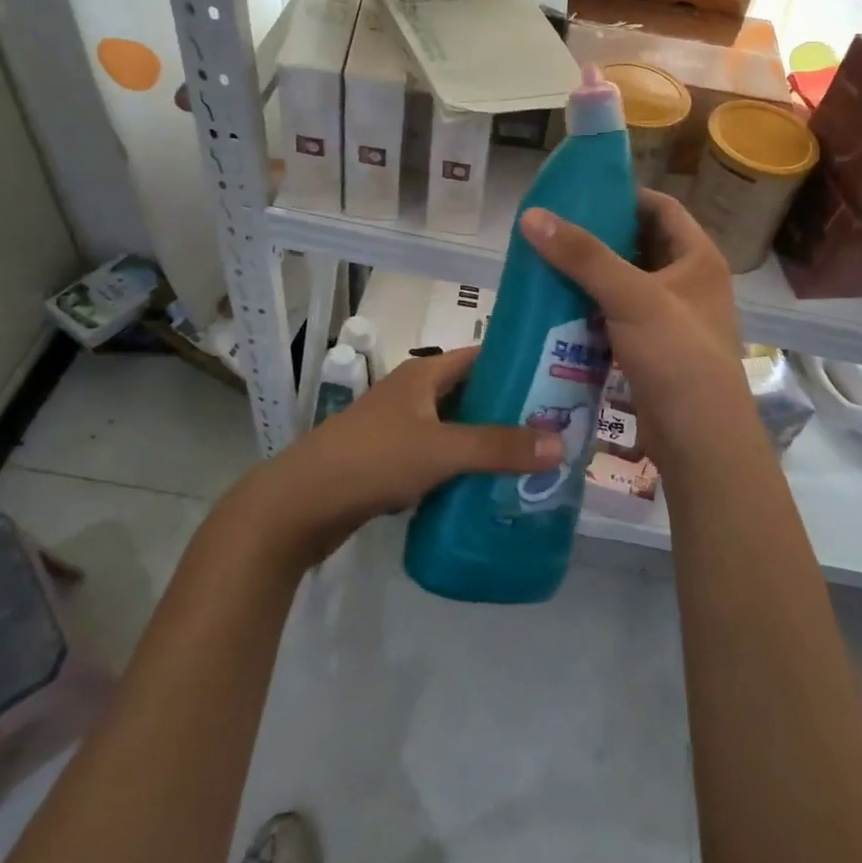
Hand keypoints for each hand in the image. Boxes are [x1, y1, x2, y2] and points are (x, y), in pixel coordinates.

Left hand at [245, 346, 564, 566]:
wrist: (299, 505)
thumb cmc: (372, 460)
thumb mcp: (441, 449)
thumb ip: (499, 447)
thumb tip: (562, 444)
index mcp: (424, 374)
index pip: (481, 357)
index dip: (519, 364)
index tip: (560, 379)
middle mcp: (414, 394)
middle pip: (473, 395)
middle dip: (511, 411)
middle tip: (557, 429)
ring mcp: (401, 429)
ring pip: (457, 430)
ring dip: (489, 444)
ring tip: (535, 461)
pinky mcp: (392, 462)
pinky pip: (440, 459)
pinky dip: (464, 469)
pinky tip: (492, 488)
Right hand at [520, 189, 749, 465]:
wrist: (699, 438)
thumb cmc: (676, 356)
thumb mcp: (631, 297)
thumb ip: (583, 255)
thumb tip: (532, 215)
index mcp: (698, 258)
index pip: (661, 208)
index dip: (624, 197)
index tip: (579, 196)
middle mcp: (689, 283)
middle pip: (640, 245)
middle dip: (599, 238)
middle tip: (552, 231)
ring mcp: (672, 318)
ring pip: (626, 283)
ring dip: (592, 276)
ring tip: (547, 264)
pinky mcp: (653, 349)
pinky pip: (618, 317)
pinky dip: (592, 310)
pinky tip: (558, 309)